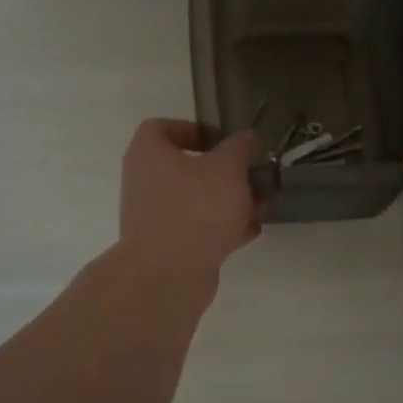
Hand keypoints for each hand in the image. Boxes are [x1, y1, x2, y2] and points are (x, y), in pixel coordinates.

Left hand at [118, 119, 260, 283]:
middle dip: (221, 171)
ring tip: (259, 205)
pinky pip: (195, 228)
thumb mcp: (228, 168)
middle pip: (183, 167)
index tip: (221, 140)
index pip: (160, 128)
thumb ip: (241, 148)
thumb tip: (248, 138)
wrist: (169, 274)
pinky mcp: (165, 247)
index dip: (191, 129)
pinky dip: (220, 228)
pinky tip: (249, 231)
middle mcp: (143, 182)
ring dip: (226, 201)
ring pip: (193, 200)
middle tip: (249, 174)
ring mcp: (152, 217)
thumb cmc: (196, 208)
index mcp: (148, 153)